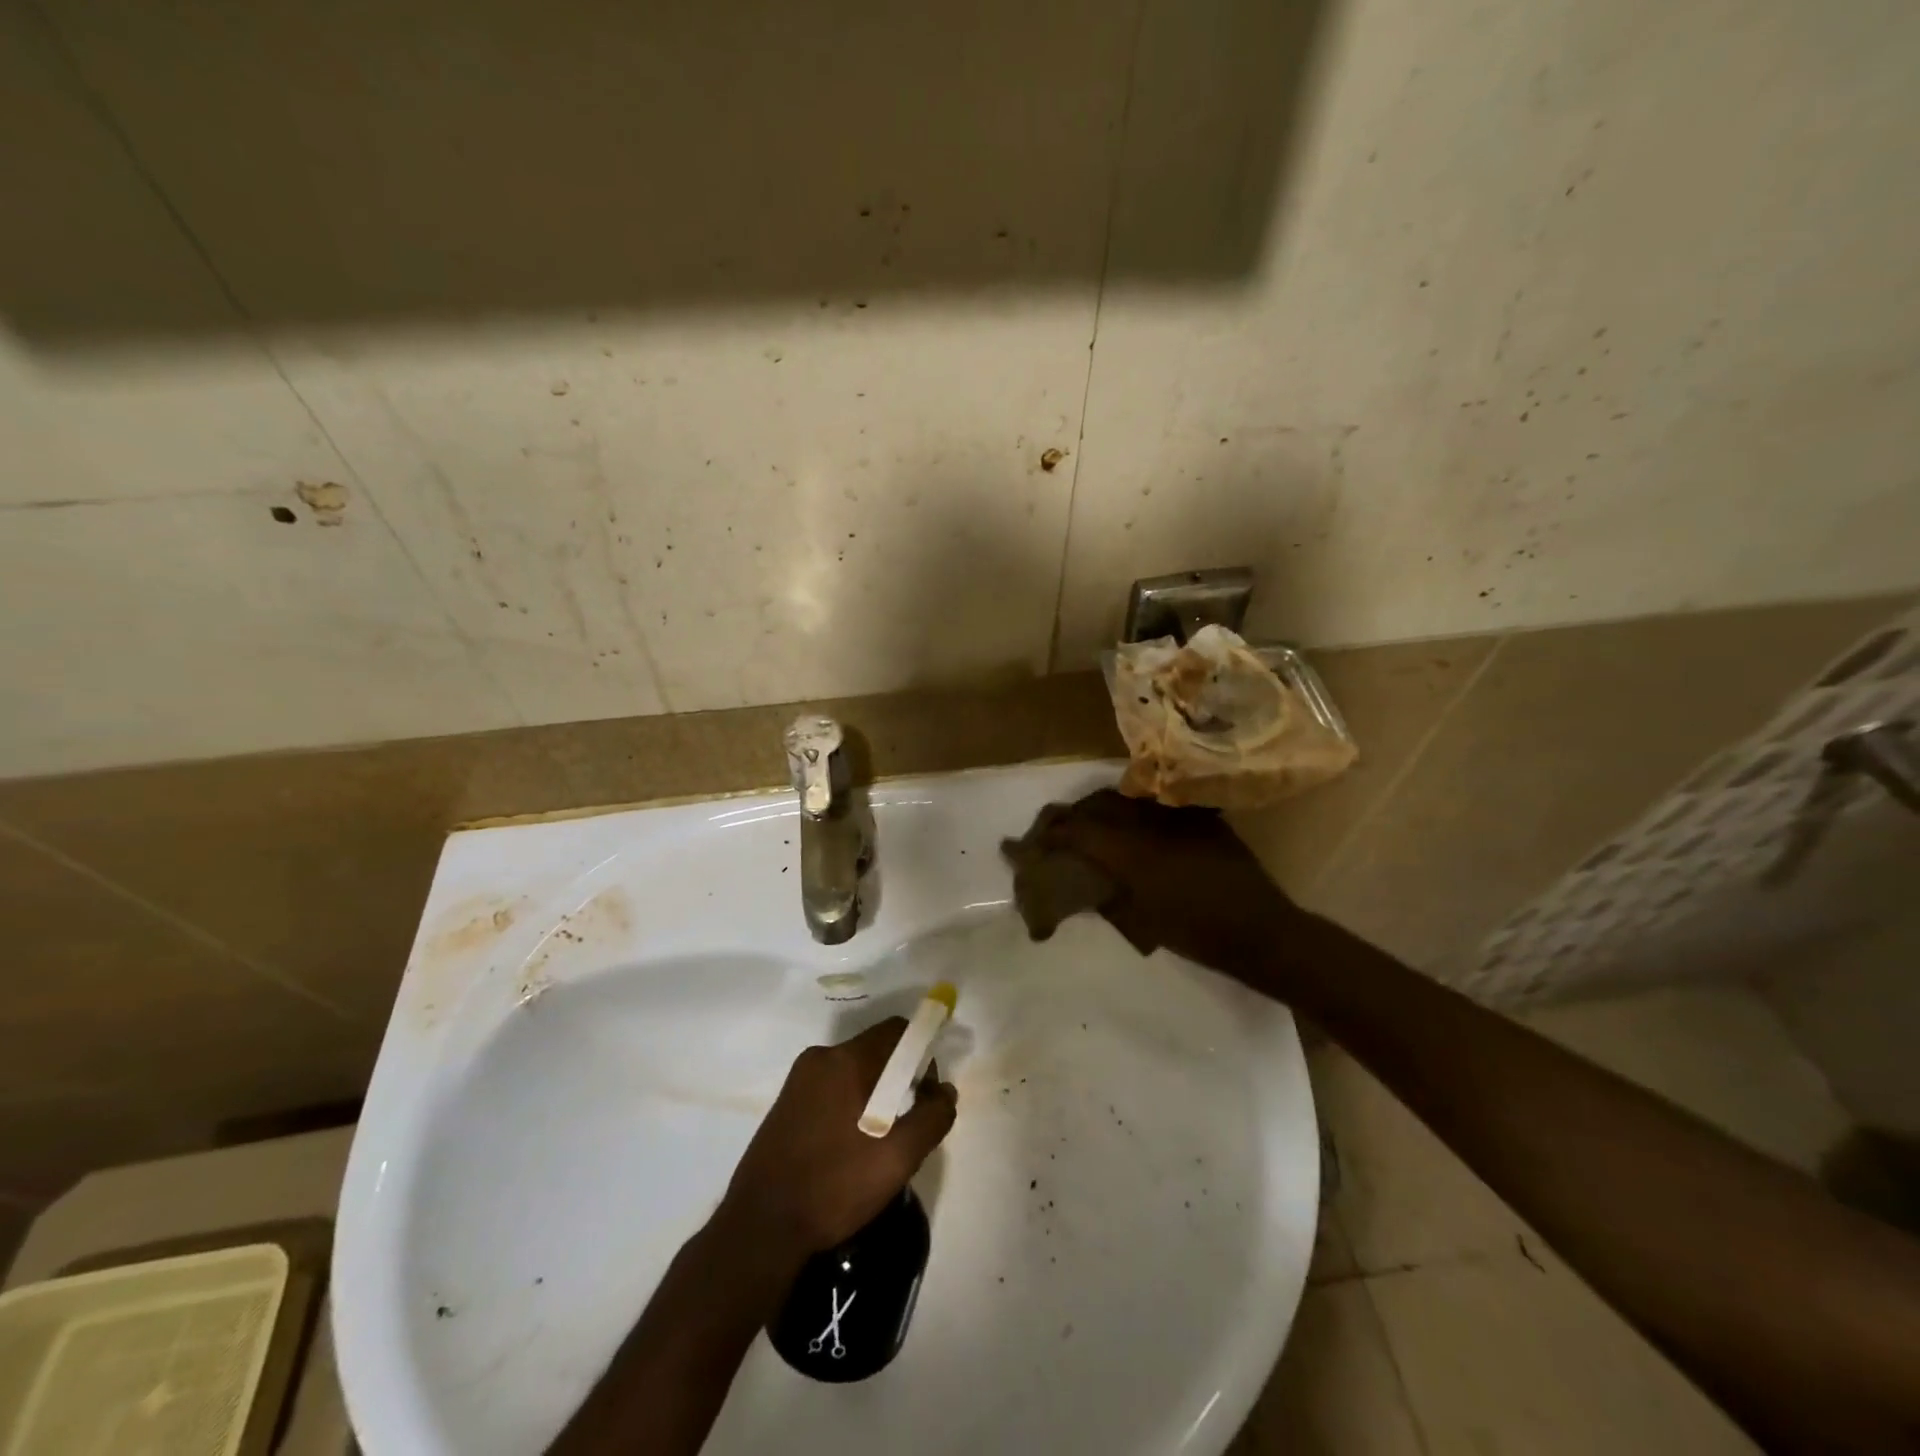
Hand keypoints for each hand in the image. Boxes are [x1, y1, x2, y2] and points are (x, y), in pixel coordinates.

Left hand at [717, 1019, 956, 1263]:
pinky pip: (832, 1088)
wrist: (759, 1230)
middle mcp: (819, 1058)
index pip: (897, 1030)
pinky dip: (852, 1105)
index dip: (922, 1053)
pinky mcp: (786, 1104)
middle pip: (876, 1050)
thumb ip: (932, 1117)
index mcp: (845, 1060)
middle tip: (908, 1124)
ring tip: (881, 1142)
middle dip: (900, 1078)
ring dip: (876, 1094)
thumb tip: (946, 1091)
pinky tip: (851, 1148)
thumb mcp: (897, 1158)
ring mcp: (798, 1081)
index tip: (927, 1092)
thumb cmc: (833, 1186)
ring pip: (854, 1071)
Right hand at [1023, 788, 1304, 974]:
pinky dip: (1133, 812)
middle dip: (1071, 815)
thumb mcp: (1141, 921)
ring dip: (1100, 809)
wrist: (1261, 930)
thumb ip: (1109, 897)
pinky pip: (1155, 806)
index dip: (1053, 834)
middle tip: (1056, 829)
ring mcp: (1177, 817)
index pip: (1079, 830)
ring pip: (1127, 799)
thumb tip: (1087, 888)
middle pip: (1098, 805)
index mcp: (1132, 853)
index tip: (1035, 842)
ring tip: (1088, 824)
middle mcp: (1150, 825)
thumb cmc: (1197, 935)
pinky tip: (1132, 826)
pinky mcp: (1199, 818)